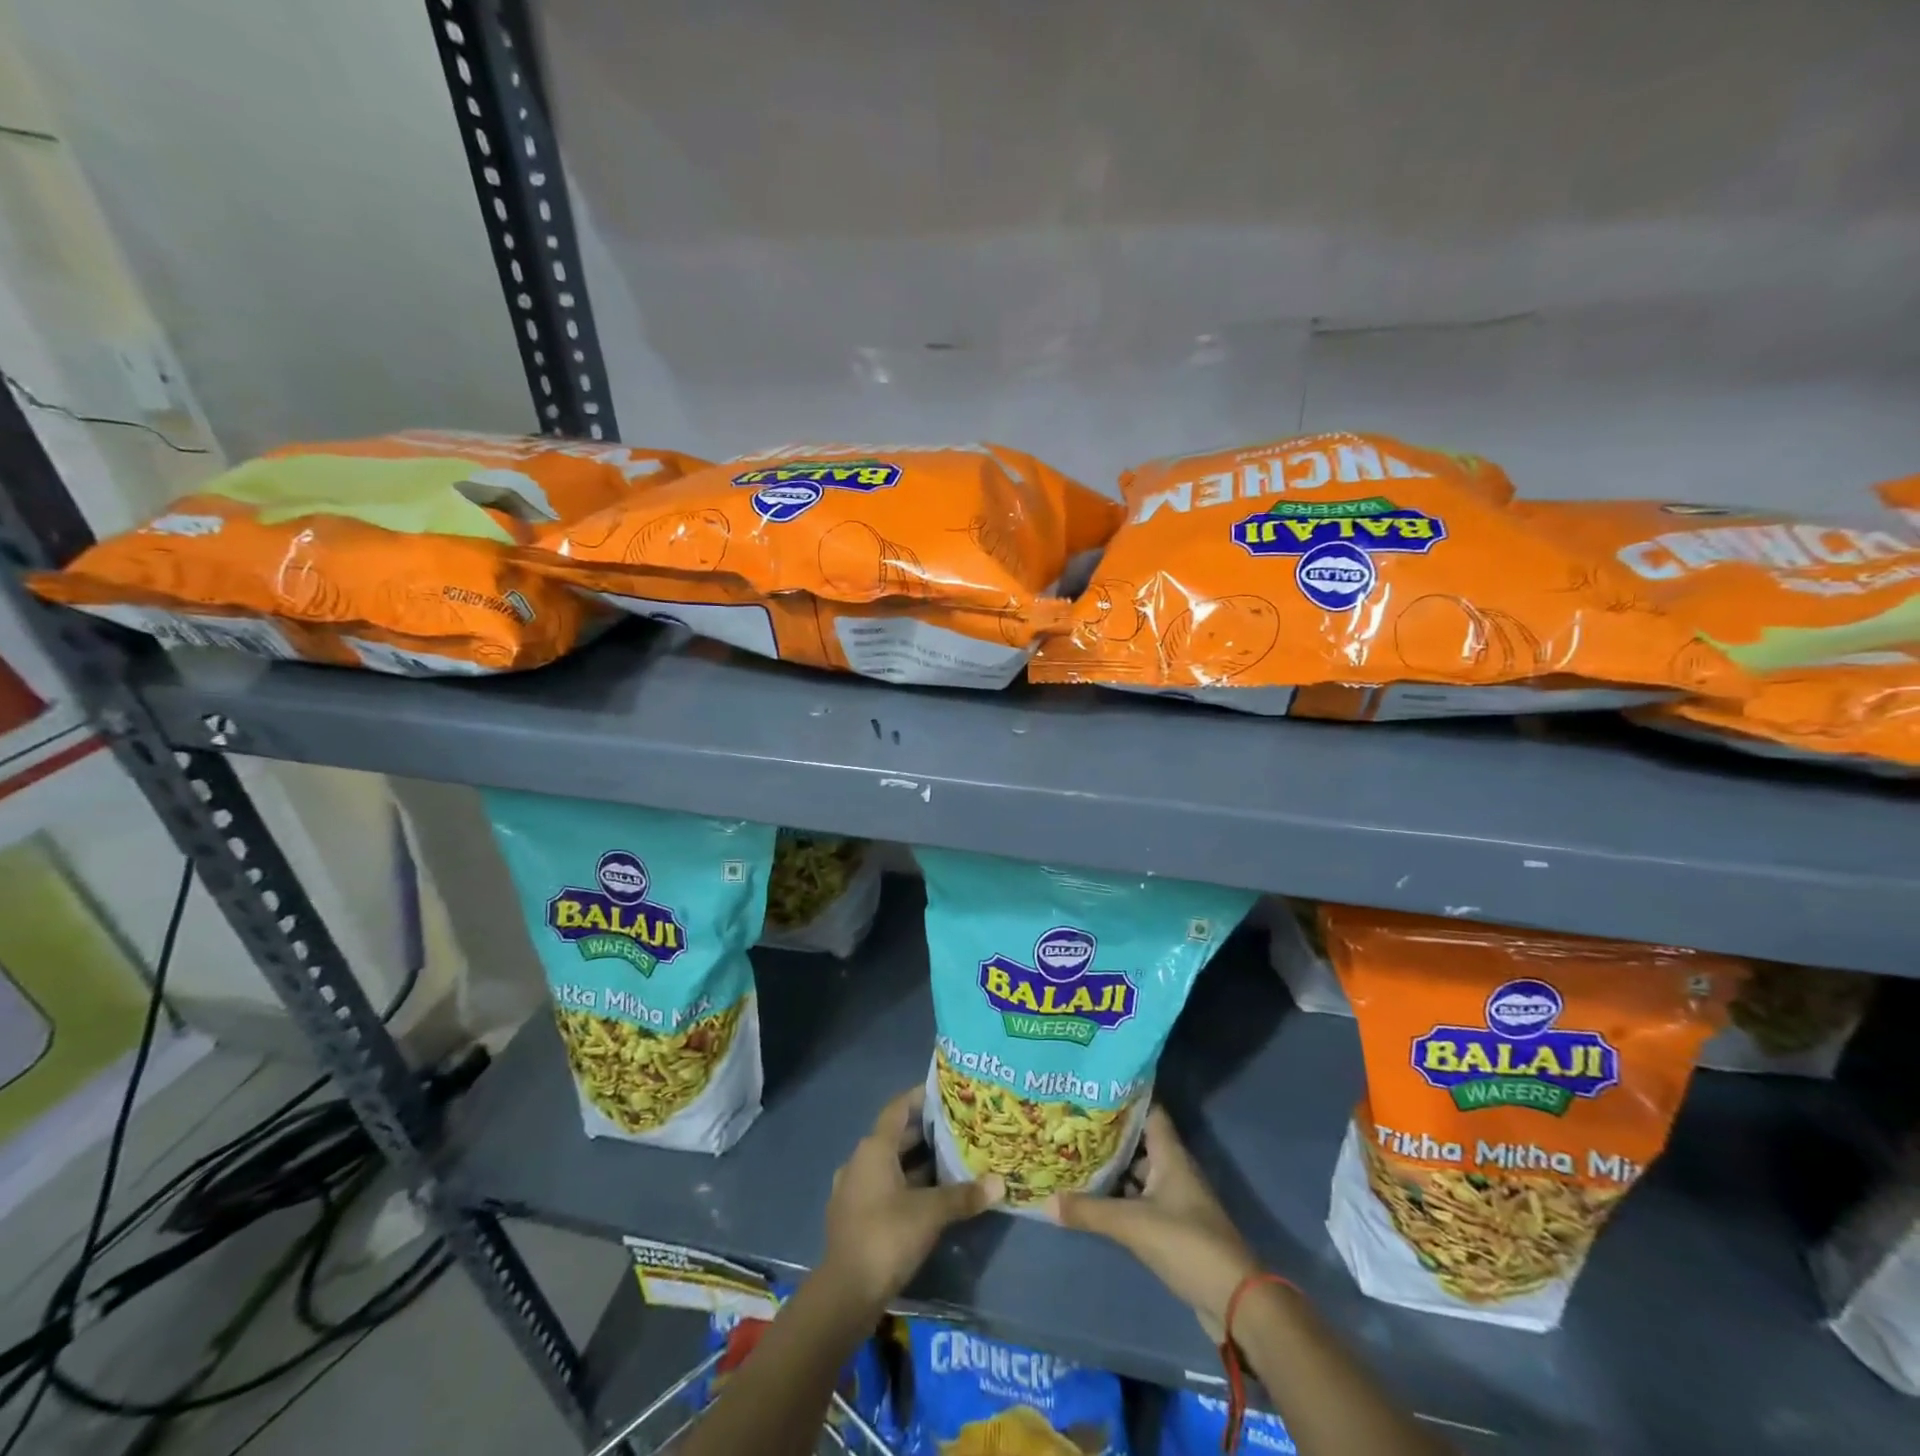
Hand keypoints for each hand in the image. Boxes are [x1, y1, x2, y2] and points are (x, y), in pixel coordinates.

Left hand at [822, 1086, 1004, 1309]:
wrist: (845, 1293)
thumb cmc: (887, 1237)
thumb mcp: (931, 1213)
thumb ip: (964, 1195)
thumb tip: (999, 1183)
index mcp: (874, 1148)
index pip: (899, 1108)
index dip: (921, 1097)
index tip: (946, 1093)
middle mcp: (860, 1161)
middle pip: (896, 1137)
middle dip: (925, 1133)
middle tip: (959, 1128)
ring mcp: (854, 1190)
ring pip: (890, 1165)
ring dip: (917, 1163)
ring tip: (951, 1161)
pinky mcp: (855, 1216)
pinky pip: (884, 1188)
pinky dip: (906, 1185)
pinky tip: (930, 1197)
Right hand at [1048, 1105, 1259, 1340]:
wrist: (1234, 1300)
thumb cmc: (1188, 1244)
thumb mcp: (1134, 1225)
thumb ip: (1090, 1211)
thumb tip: (1046, 1200)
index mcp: (1170, 1155)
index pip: (1148, 1110)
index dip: (1124, 1096)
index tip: (1092, 1086)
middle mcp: (1173, 1169)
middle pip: (1139, 1140)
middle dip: (1108, 1132)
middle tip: (1071, 1121)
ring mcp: (1175, 1198)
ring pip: (1138, 1171)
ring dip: (1113, 1165)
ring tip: (1075, 1154)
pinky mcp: (1173, 1226)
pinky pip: (1140, 1199)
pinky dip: (1120, 1195)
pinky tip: (1094, 1197)